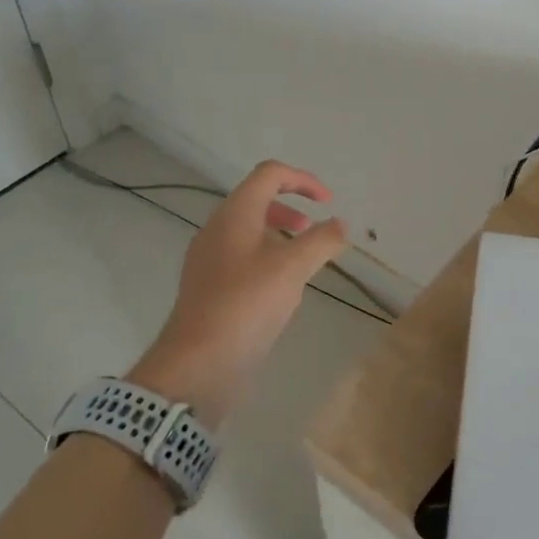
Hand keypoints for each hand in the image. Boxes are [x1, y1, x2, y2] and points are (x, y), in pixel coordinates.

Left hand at [129, 162, 347, 428]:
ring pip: (250, 232)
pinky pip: (243, 259)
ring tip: (304, 262)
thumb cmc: (246, 305)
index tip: (328, 202)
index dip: (303, 180)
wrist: (198, 364)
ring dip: (281, 236)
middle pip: (257, 200)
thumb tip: (340, 224)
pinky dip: (268, 260)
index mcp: (234, 215)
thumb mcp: (292, 268)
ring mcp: (210, 260)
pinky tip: (283, 291)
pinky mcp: (210, 288)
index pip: (269, 174)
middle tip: (314, 230)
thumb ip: (321, 241)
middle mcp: (218, 230)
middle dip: (291, 208)